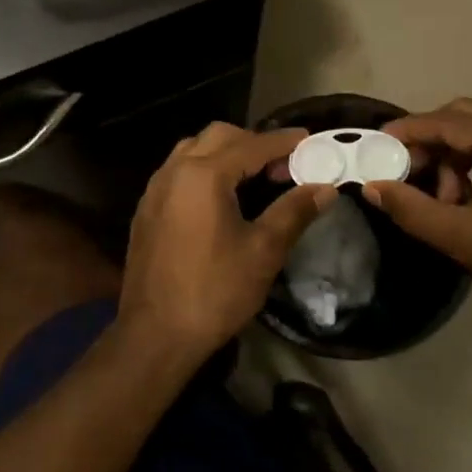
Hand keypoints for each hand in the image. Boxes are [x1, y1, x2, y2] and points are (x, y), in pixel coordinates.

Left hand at [121, 125, 334, 358]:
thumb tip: (325, 188)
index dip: (283, 142)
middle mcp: (174, 171)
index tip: (309, 140)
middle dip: (253, 142)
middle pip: (219, 136)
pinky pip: (178, 171)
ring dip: (226, 153)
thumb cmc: (214, 292)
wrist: (155, 335)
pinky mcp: (146, 209)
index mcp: (203, 175)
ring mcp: (155, 189)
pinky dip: (204, 169)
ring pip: (194, 149)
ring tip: (254, 178)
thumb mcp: (263, 251)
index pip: (252, 145)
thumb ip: (294, 211)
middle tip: (282, 165)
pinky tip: (221, 197)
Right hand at [364, 99, 471, 334]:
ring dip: (449, 158)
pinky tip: (459, 199)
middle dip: (429, 141)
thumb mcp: (460, 237)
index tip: (377, 142)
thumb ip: (411, 208)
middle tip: (402, 167)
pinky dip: (469, 167)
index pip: (451, 122)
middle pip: (465, 118)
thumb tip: (372, 187)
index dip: (410, 130)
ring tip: (437, 197)